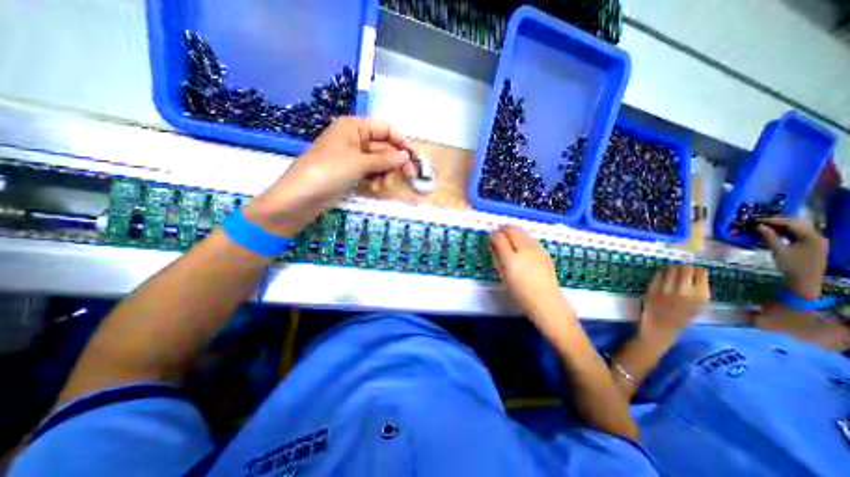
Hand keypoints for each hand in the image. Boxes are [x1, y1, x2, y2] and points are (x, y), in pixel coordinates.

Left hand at [241, 117, 417, 235]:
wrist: (301, 197)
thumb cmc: (328, 172)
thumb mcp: (359, 163)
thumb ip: (385, 159)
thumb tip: (406, 156)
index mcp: (354, 127)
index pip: (385, 128)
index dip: (401, 141)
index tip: (414, 156)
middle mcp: (354, 138)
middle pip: (384, 147)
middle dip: (396, 162)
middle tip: (410, 176)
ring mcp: (352, 157)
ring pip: (379, 161)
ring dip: (386, 173)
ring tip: (384, 185)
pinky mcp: (351, 172)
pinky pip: (371, 172)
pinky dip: (376, 179)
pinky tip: (377, 187)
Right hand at [488, 228, 574, 330]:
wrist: (546, 300)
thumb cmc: (520, 292)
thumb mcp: (503, 276)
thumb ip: (496, 258)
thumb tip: (492, 245)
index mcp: (511, 259)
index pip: (499, 237)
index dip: (493, 234)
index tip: (490, 237)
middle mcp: (524, 250)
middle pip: (512, 230)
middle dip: (503, 229)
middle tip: (498, 233)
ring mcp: (536, 249)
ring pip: (522, 231)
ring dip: (513, 231)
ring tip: (508, 237)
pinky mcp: (544, 250)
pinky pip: (530, 238)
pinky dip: (523, 237)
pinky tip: (521, 245)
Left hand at [640, 267, 711, 344]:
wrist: (661, 327)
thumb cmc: (681, 318)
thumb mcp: (699, 306)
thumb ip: (700, 291)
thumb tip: (698, 275)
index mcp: (700, 296)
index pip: (701, 273)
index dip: (696, 270)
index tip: (694, 270)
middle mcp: (684, 290)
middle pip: (685, 268)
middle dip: (683, 267)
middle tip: (681, 269)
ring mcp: (667, 289)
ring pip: (670, 269)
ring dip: (671, 268)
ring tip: (671, 271)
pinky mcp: (653, 288)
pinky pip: (658, 275)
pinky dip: (661, 273)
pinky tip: (662, 275)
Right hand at [760, 217, 826, 297]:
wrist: (805, 280)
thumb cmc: (792, 265)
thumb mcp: (779, 251)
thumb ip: (769, 237)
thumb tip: (759, 226)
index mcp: (812, 237)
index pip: (791, 223)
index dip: (773, 220)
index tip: (756, 219)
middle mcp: (816, 237)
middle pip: (796, 224)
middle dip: (777, 222)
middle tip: (758, 222)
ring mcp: (814, 241)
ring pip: (796, 229)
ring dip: (780, 227)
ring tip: (763, 226)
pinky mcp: (810, 246)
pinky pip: (796, 235)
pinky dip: (784, 232)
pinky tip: (772, 233)